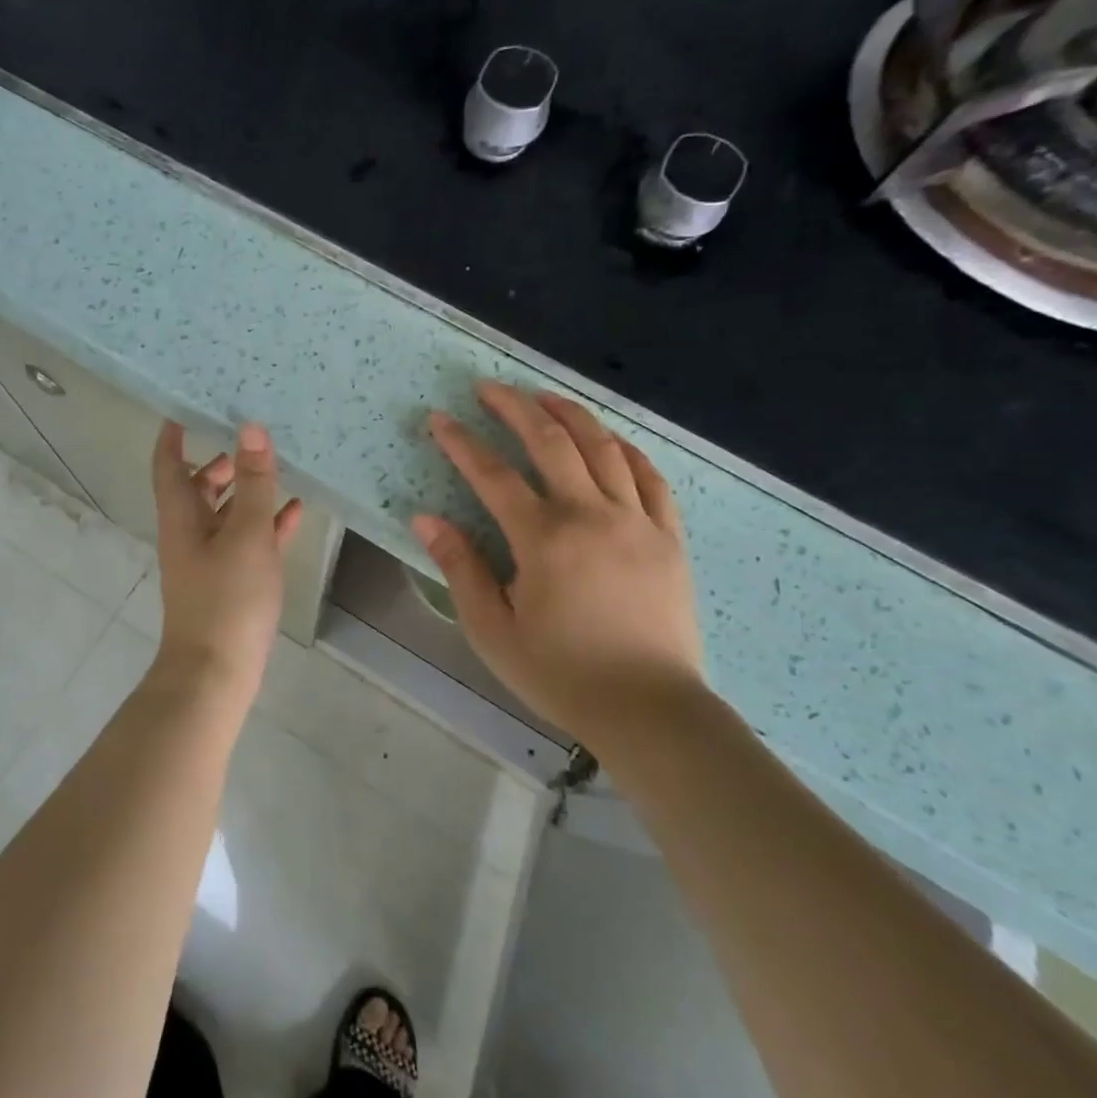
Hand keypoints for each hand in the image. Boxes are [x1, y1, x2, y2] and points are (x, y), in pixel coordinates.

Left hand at [150, 420, 302, 705]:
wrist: (216, 672)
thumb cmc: (227, 597)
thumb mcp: (246, 534)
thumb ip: (254, 483)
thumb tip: (251, 429)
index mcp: (181, 517)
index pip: (168, 464)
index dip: (172, 435)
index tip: (184, 406)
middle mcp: (190, 534)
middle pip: (198, 487)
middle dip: (219, 462)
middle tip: (248, 436)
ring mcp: (210, 560)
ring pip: (226, 514)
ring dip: (246, 492)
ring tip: (277, 468)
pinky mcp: (230, 582)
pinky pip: (247, 542)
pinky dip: (265, 525)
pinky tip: (294, 513)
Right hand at [412, 382, 704, 743]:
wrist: (650, 709)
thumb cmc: (561, 673)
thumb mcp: (492, 630)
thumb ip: (460, 568)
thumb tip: (427, 518)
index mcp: (543, 539)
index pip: (493, 475)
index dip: (462, 443)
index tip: (439, 420)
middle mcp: (591, 515)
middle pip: (550, 442)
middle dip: (515, 408)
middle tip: (489, 388)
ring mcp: (637, 521)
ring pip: (604, 448)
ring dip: (571, 415)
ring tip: (545, 398)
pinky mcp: (669, 537)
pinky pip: (652, 478)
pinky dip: (628, 450)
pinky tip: (611, 440)